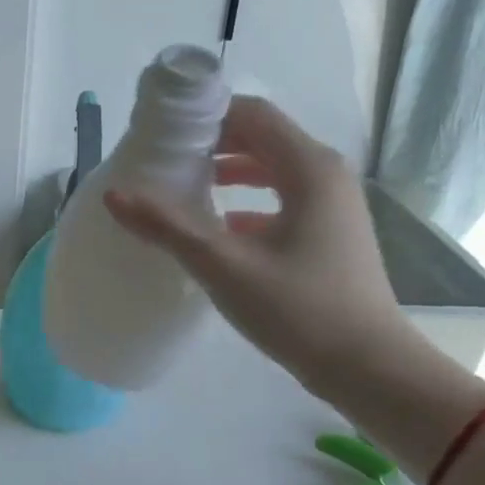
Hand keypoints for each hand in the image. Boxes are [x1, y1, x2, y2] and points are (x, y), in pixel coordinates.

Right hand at [103, 95, 413, 403]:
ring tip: (183, 184)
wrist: (370, 371)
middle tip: (163, 155)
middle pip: (261, 137)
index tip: (162, 129)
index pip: (252, 113)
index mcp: (308, 168)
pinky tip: (218, 226)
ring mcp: (331, 206)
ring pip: (272, 169)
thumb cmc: (299, 310)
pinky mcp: (329, 233)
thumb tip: (114, 193)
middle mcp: (325, 175)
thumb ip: (167, 226)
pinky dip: (247, 201)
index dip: (205, 113)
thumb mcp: (224, 266)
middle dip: (212, 140)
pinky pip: (281, 199)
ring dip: (228, 170)